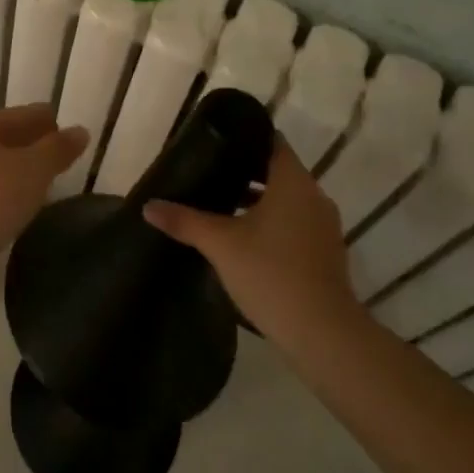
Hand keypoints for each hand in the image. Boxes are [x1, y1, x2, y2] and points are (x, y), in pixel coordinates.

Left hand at [0, 105, 87, 256]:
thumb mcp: (33, 171)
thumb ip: (58, 149)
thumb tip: (80, 131)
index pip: (23, 114)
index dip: (50, 124)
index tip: (71, 138)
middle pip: (5, 137)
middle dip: (32, 147)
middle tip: (61, 162)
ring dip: (16, 171)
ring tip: (43, 185)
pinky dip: (0, 191)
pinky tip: (15, 206)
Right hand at [144, 135, 364, 352]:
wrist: (323, 334)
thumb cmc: (270, 273)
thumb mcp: (220, 244)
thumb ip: (185, 220)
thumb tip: (148, 206)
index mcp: (293, 182)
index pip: (272, 142)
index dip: (245, 138)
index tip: (218, 141)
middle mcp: (314, 196)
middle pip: (277, 171)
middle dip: (245, 170)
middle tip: (210, 172)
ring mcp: (324, 226)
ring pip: (287, 199)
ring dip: (258, 199)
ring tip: (220, 204)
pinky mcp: (325, 253)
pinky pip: (295, 223)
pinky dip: (272, 222)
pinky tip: (244, 239)